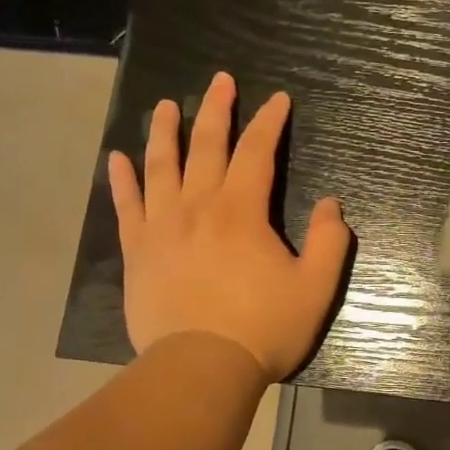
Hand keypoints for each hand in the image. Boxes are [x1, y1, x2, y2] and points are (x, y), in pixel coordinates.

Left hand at [108, 72, 351, 379]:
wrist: (200, 369)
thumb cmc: (263, 327)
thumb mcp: (316, 287)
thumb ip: (330, 241)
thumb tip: (332, 204)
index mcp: (242, 210)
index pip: (257, 151)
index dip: (269, 121)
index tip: (279, 99)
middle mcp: (198, 206)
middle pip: (207, 146)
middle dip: (217, 109)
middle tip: (220, 80)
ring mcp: (162, 227)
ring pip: (161, 166)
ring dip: (164, 131)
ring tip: (165, 105)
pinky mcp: (138, 252)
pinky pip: (126, 206)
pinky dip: (121, 180)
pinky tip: (117, 158)